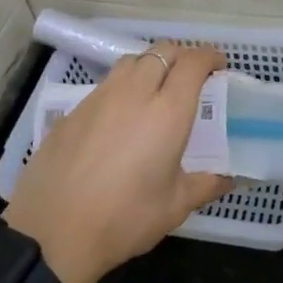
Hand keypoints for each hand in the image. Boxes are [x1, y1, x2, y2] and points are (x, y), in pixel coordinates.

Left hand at [5, 42, 232, 282]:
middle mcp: (134, 92)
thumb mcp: (175, 206)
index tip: (218, 66)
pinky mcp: (73, 110)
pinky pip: (105, 85)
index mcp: (167, 111)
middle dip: (181, 56)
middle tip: (190, 78)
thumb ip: (206, 184)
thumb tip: (229, 177)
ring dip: (150, 65)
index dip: (209, 57)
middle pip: (162, 51)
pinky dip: (122, 87)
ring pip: (131, 62)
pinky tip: (120, 117)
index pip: (192, 63)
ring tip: (155, 90)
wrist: (53, 231)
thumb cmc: (124, 218)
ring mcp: (99, 98)